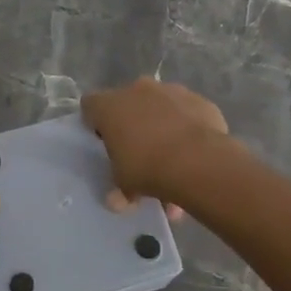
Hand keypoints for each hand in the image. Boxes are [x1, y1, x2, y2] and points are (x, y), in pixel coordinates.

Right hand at [82, 79, 231, 210]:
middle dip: (133, 126)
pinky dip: (189, 130)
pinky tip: (195, 156)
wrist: (198, 160)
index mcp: (110, 106)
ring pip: (162, 109)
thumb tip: (117, 200)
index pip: (91, 106)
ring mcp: (172, 91)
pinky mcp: (200, 101)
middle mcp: (139, 90)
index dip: (95, 123)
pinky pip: (188, 115)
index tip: (104, 144)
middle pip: (129, 105)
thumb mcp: (124, 184)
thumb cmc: (147, 167)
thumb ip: (118, 188)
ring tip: (174, 165)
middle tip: (139, 155)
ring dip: (163, 128)